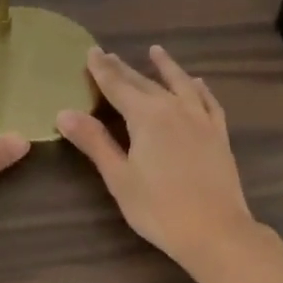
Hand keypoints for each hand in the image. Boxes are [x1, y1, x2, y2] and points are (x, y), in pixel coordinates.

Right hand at [57, 45, 256, 263]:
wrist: (216, 231)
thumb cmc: (159, 208)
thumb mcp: (119, 177)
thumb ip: (94, 142)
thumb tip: (64, 113)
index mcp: (146, 116)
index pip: (117, 86)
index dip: (102, 69)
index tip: (91, 51)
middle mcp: (173, 108)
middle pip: (144, 82)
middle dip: (124, 69)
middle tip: (109, 54)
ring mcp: (200, 119)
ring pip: (179, 84)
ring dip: (166, 67)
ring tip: (156, 51)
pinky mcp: (218, 134)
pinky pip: (208, 102)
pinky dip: (199, 89)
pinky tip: (197, 83)